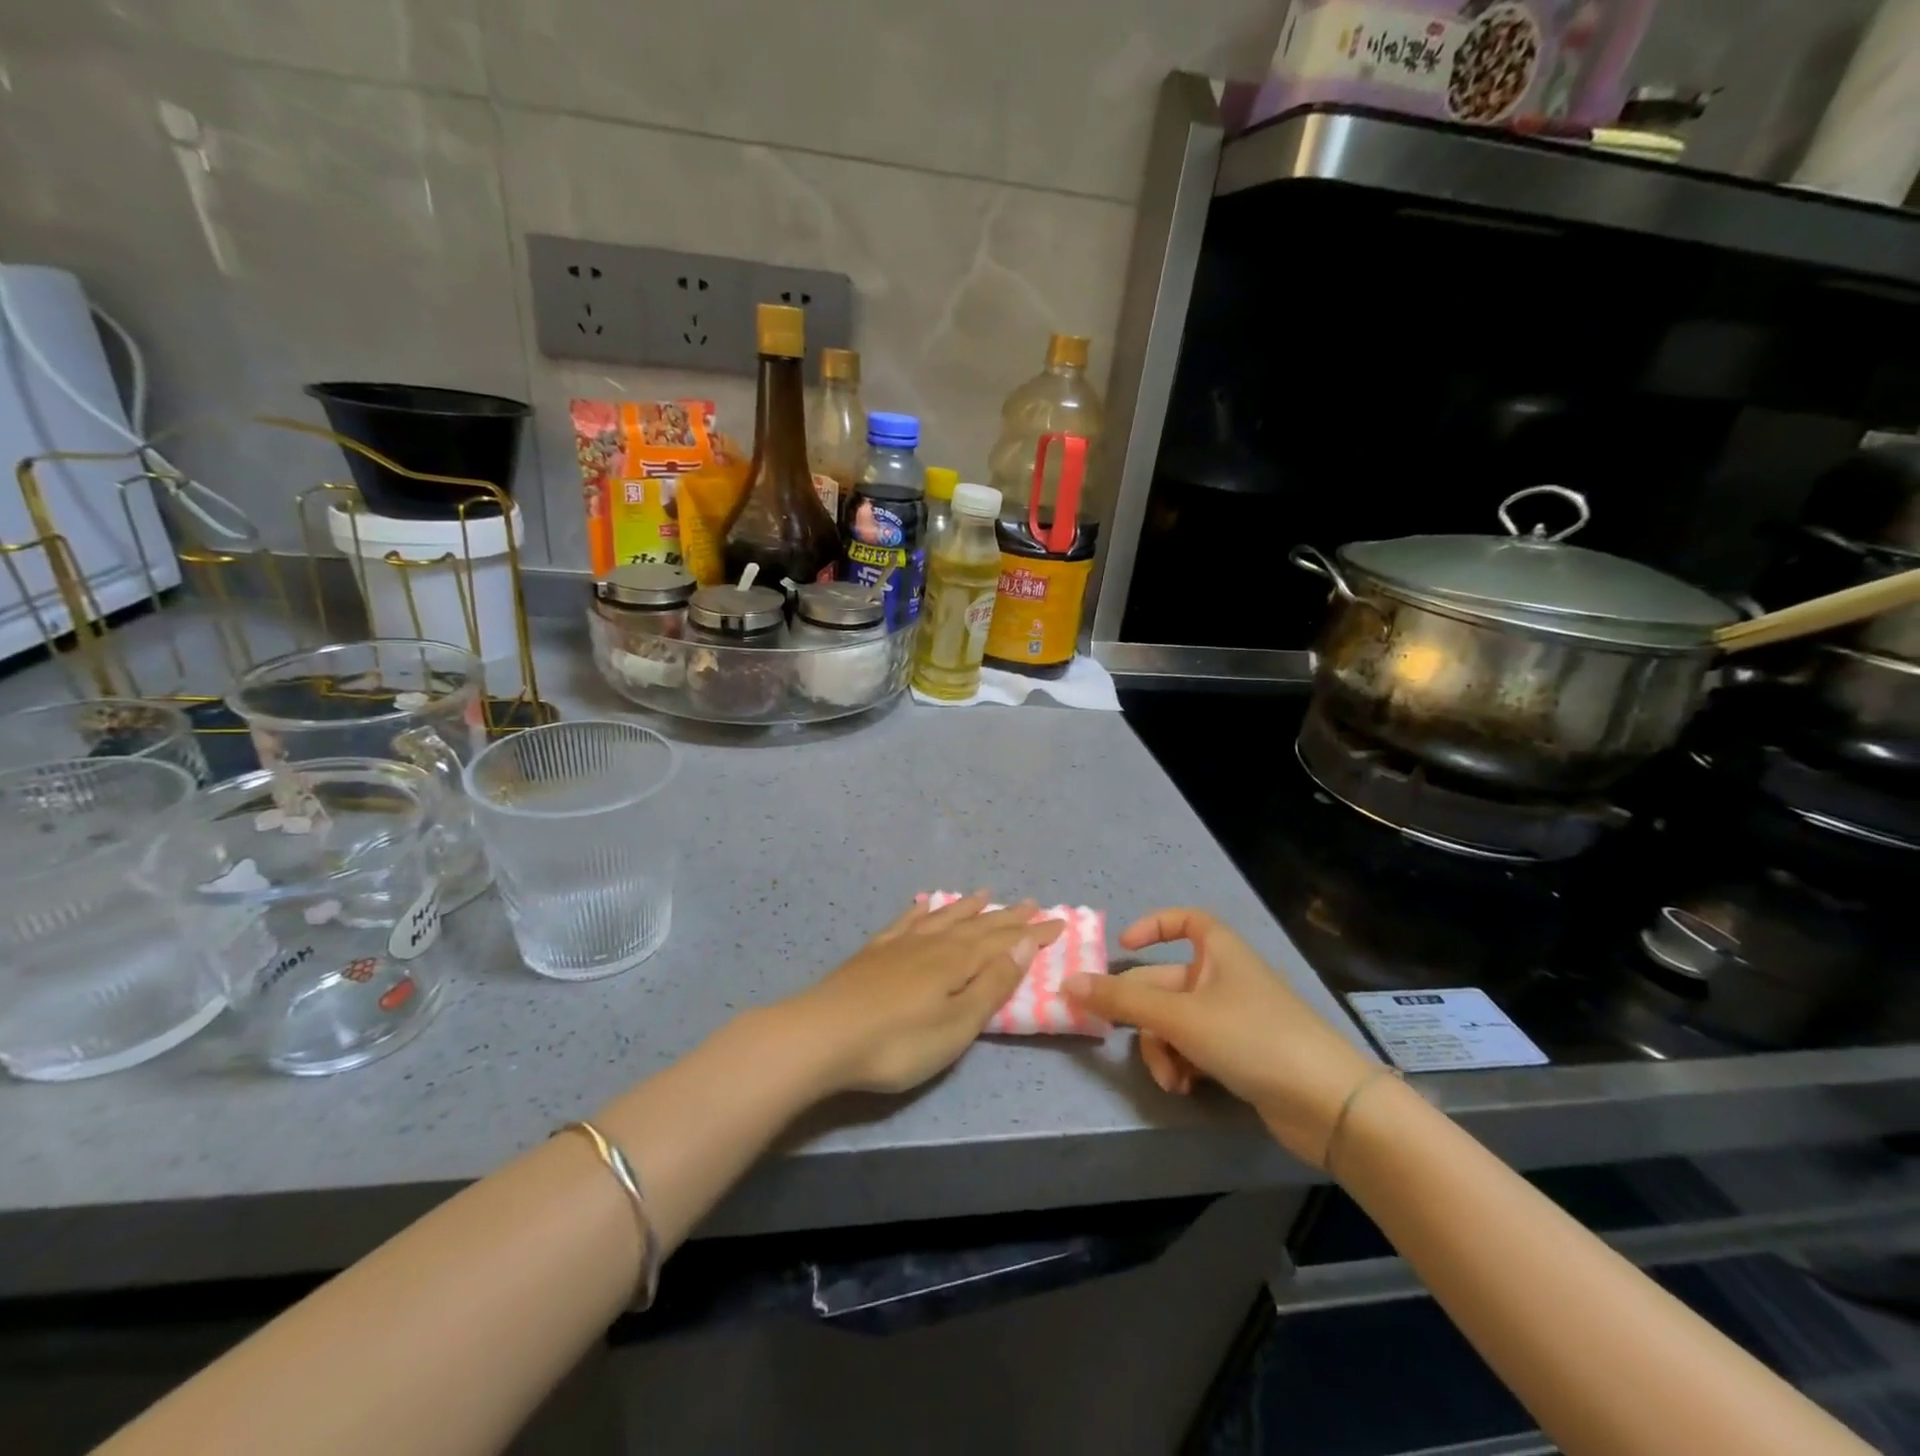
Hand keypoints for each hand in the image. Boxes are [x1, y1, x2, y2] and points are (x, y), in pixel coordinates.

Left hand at [786, 894, 1064, 1094]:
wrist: (821, 1035)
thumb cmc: (897, 1042)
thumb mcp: (956, 1025)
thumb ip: (991, 984)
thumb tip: (1023, 944)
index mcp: (957, 962)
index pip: (1004, 942)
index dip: (1032, 934)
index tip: (1058, 922)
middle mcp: (932, 943)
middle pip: (977, 925)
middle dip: (1007, 917)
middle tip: (1032, 903)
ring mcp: (900, 944)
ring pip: (943, 918)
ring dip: (967, 907)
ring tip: (985, 894)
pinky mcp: (873, 952)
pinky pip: (905, 921)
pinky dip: (920, 910)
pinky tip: (924, 903)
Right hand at [1064, 908, 1375, 1164]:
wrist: (1328, 1104)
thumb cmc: (1251, 1037)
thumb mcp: (1179, 1017)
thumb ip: (1121, 1002)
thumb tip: (1067, 984)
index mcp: (1218, 952)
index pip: (1185, 920)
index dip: (1153, 926)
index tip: (1124, 947)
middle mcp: (1224, 978)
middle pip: (1166, 984)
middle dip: (1143, 1016)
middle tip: (1116, 1038)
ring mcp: (1234, 1018)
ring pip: (1174, 1022)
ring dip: (1162, 1049)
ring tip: (1170, 1078)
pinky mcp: (1241, 1055)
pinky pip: (1194, 1048)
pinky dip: (1183, 1064)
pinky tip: (1186, 1087)